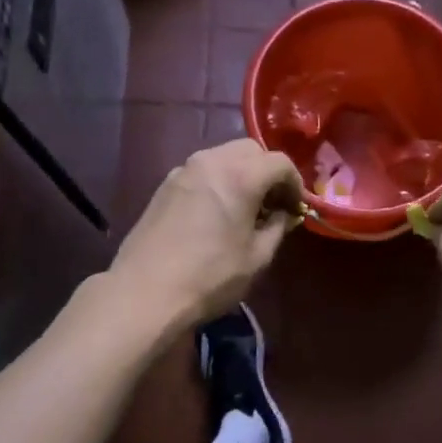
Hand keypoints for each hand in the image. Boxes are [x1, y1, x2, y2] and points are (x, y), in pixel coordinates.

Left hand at [111, 139, 303, 330]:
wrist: (145, 292)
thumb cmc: (210, 276)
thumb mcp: (257, 257)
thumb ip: (277, 227)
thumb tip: (283, 214)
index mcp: (240, 175)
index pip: (280, 162)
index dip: (295, 183)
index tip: (296, 208)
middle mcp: (211, 161)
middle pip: (250, 150)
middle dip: (268, 172)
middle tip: (273, 204)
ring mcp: (183, 170)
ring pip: (224, 156)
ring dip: (242, 174)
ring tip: (245, 208)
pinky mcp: (165, 185)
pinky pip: (203, 171)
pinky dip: (219, 181)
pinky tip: (217, 212)